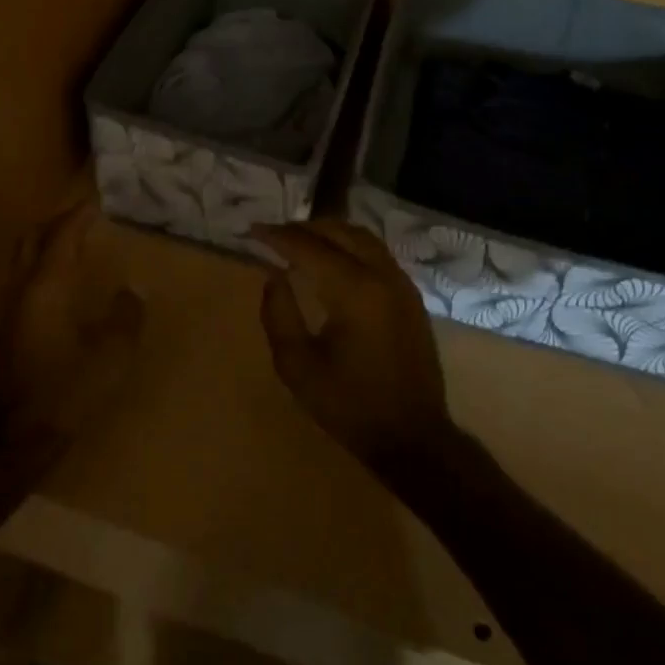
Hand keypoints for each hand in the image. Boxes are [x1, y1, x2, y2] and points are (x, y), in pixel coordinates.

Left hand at [0, 199, 143, 453]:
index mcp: (46, 289)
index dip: (78, 217)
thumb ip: (125, 316)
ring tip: (71, 245)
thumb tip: (134, 289)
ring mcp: (6, 313)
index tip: (94, 202)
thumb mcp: (110, 355)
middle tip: (80, 218)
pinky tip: (56, 287)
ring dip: (44, 246)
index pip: (61, 238)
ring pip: (22, 262)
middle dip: (55, 223)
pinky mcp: (3, 334)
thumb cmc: (67, 392)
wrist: (15, 438)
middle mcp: (20, 292)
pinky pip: (21, 284)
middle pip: (32, 241)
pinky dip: (40, 270)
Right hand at [255, 220, 454, 468]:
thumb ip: (279, 314)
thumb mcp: (298, 365)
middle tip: (273, 234)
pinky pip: (376, 253)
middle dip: (303, 228)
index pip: (309, 247)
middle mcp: (381, 275)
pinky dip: (349, 245)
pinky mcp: (410, 296)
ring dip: (329, 233)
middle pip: (339, 232)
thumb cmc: (349, 404)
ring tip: (300, 241)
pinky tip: (332, 260)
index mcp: (354, 290)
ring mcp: (401, 283)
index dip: (278, 236)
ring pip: (362, 237)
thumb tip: (273, 276)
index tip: (252, 230)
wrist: (412, 436)